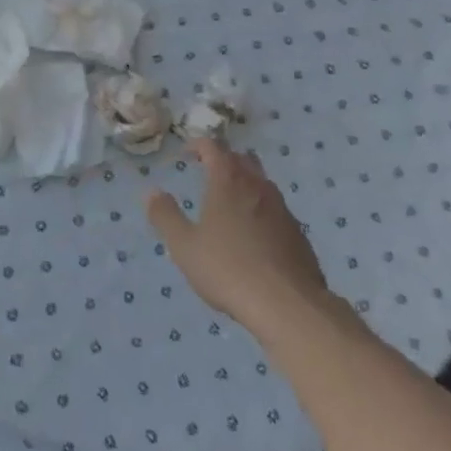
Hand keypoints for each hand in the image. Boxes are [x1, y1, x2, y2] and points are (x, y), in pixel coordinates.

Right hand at [146, 138, 333, 330]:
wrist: (287, 305)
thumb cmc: (227, 268)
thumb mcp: (184, 245)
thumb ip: (165, 215)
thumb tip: (152, 192)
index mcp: (228, 181)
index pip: (214, 147)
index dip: (199, 145)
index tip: (187, 154)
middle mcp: (258, 186)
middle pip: (242, 159)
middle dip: (224, 160)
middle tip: (208, 172)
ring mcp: (282, 209)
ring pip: (262, 183)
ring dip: (245, 183)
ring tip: (230, 202)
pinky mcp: (298, 234)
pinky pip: (276, 209)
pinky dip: (261, 210)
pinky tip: (254, 234)